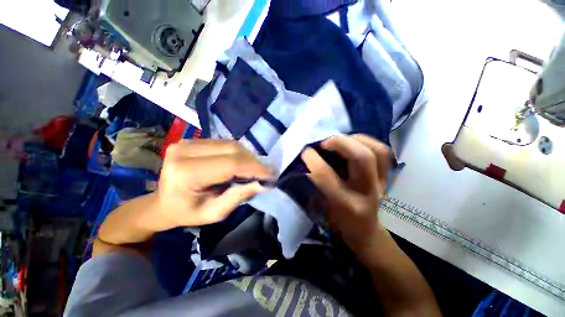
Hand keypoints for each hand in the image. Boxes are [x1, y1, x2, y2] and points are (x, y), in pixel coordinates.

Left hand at [155, 139, 269, 228]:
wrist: (163, 202)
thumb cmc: (187, 212)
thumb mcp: (214, 213)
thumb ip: (239, 196)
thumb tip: (263, 183)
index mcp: (186, 173)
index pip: (230, 164)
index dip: (254, 168)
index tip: (271, 174)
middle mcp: (184, 151)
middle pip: (232, 149)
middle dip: (254, 161)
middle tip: (266, 172)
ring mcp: (187, 141)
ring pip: (231, 143)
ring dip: (248, 156)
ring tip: (257, 168)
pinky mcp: (193, 139)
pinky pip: (225, 142)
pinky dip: (239, 152)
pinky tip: (244, 162)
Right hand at [302, 134, 389, 254]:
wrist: (365, 232)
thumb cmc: (338, 222)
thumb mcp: (321, 207)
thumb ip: (315, 184)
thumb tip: (309, 160)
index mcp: (345, 204)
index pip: (327, 176)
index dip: (313, 159)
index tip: (305, 151)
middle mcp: (367, 193)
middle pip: (361, 158)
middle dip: (341, 143)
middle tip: (326, 142)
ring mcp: (381, 184)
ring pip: (377, 151)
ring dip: (356, 139)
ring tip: (341, 140)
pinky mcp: (386, 177)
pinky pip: (382, 152)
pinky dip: (367, 142)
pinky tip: (353, 143)